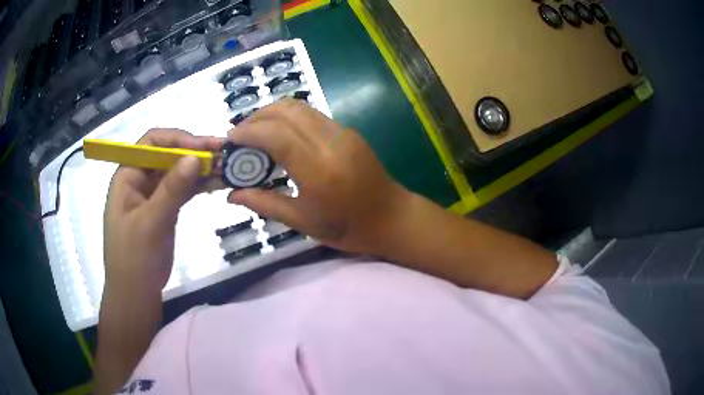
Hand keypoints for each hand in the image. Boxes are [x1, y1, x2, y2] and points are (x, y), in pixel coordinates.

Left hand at [103, 129, 222, 291]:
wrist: (136, 295)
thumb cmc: (134, 259)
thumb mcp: (151, 223)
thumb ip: (171, 190)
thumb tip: (194, 157)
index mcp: (128, 176)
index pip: (152, 143)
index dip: (177, 139)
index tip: (204, 147)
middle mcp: (140, 180)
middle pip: (168, 155)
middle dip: (194, 152)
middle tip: (225, 153)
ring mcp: (154, 195)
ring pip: (178, 172)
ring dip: (200, 168)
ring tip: (227, 167)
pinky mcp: (165, 210)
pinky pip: (183, 190)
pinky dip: (199, 186)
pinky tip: (218, 183)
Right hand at [226, 99, 411, 253]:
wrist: (391, 217)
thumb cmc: (348, 227)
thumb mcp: (303, 222)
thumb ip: (265, 204)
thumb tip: (231, 195)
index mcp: (318, 169)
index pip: (276, 134)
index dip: (248, 132)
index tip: (230, 139)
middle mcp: (330, 142)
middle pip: (286, 110)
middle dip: (257, 117)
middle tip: (240, 134)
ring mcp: (342, 132)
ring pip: (300, 107)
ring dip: (273, 113)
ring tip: (256, 132)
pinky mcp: (348, 131)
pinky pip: (312, 114)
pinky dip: (289, 117)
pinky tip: (280, 134)